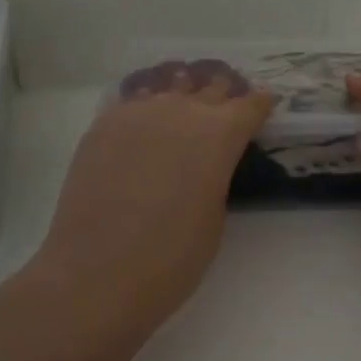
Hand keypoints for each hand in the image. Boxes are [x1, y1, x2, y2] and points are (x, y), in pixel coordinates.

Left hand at [31, 71, 273, 331]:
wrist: (97, 273)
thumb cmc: (173, 257)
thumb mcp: (215, 215)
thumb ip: (216, 175)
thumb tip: (206, 163)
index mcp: (220, 134)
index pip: (250, 105)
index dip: (259, 106)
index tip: (263, 108)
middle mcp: (181, 111)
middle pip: (211, 88)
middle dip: (223, 96)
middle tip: (227, 108)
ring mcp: (137, 113)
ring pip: (170, 87)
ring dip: (184, 94)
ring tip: (186, 106)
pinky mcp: (102, 126)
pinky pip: (134, 103)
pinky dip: (147, 108)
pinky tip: (145, 124)